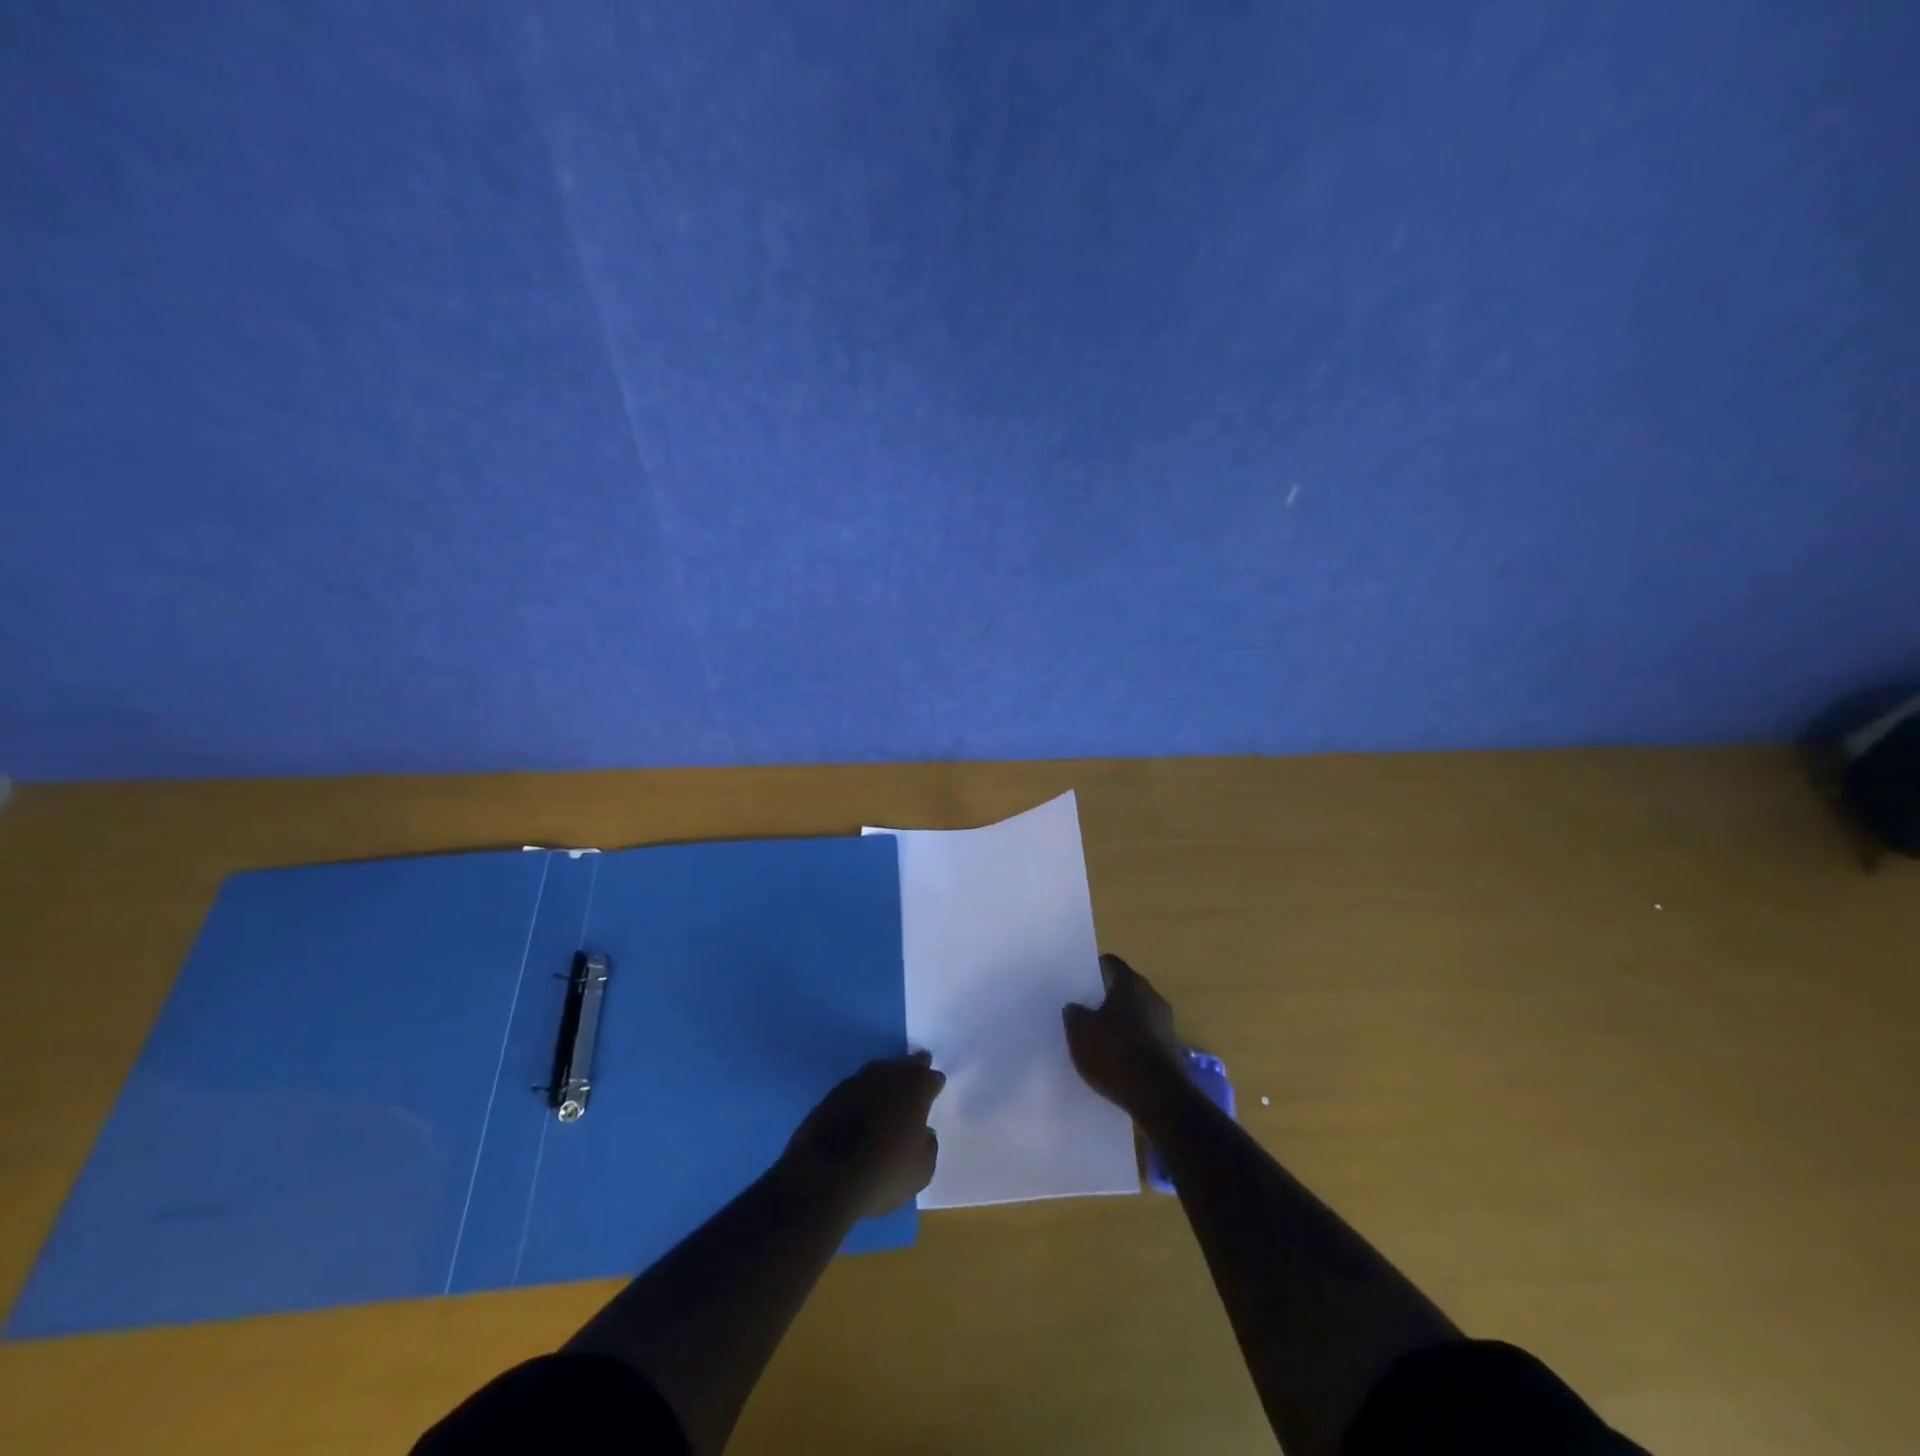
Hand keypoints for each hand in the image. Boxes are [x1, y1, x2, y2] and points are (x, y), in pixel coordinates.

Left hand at [782, 1052, 944, 1217]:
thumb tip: (924, 1132)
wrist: (825, 1178)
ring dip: (887, 1079)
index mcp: (916, 1088)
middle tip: (918, 1072)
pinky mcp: (832, 1094)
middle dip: (914, 1068)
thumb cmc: (884, 1173)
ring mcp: (857, 1081)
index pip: (932, 1078)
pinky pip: (857, 1088)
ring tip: (891, 1090)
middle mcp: (888, 1075)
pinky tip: (864, 1105)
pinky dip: (864, 1094)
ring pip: (880, 1072)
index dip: (935, 1084)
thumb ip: (929, 1145)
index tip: (936, 1090)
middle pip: (906, 1065)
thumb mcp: (922, 1171)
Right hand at [1063, 953, 1180, 1113]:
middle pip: (1123, 988)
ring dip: (1118, 1022)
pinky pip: (1143, 1037)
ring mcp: (1165, 1023)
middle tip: (1082, 1010)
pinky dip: (1129, 1043)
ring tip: (1096, 1037)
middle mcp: (1152, 996)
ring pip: (1134, 1013)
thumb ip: (1074, 1013)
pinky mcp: (1170, 1049)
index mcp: (1131, 983)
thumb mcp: (1079, 1031)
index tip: (1076, 984)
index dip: (1090, 971)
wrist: (1157, 1098)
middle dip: (1104, 998)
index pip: (1109, 963)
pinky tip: (1114, 1059)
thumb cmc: (1114, 1053)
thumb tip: (1075, 1007)